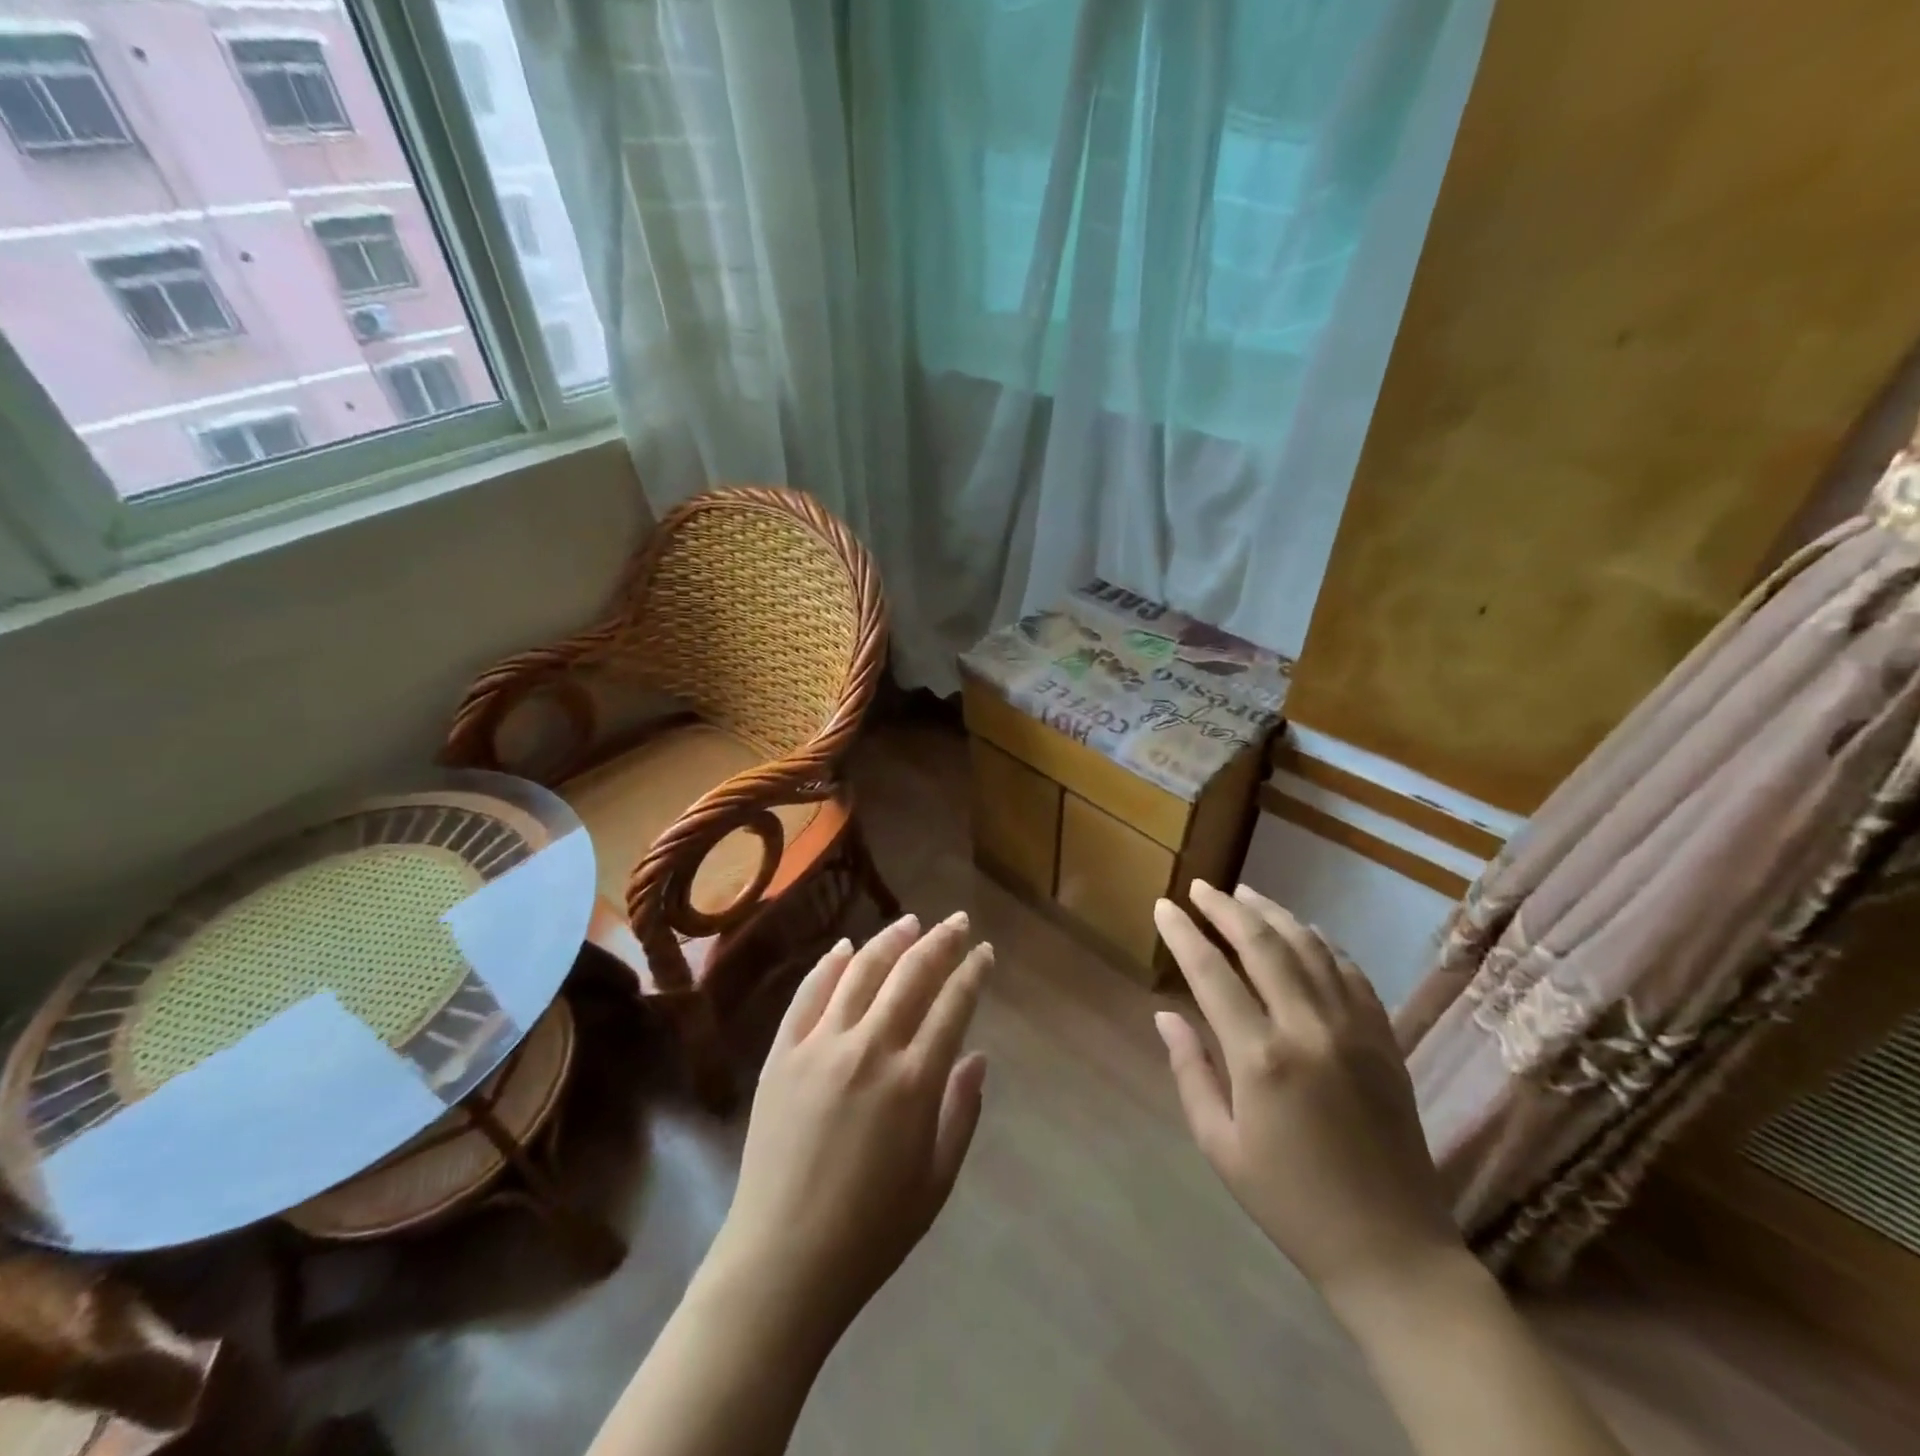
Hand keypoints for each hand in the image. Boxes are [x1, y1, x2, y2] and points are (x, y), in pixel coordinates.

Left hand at [707, 912, 993, 1338]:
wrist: (783, 1260)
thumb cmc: (872, 1230)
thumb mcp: (937, 1180)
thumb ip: (962, 1112)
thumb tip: (978, 1056)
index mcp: (914, 1081)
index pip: (952, 1005)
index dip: (972, 972)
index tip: (984, 951)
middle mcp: (869, 1049)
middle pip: (911, 975)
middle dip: (940, 942)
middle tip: (956, 921)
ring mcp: (820, 1046)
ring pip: (860, 972)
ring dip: (889, 941)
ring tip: (910, 921)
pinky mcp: (781, 1054)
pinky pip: (808, 995)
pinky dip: (829, 965)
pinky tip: (845, 947)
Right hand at [1153, 882, 1461, 1311]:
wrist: (1393, 1250)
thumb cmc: (1290, 1202)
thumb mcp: (1220, 1146)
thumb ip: (1190, 1071)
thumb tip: (1165, 1014)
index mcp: (1261, 1058)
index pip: (1211, 972)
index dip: (1183, 933)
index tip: (1164, 905)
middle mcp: (1309, 1028)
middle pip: (1263, 944)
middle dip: (1226, 908)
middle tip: (1201, 887)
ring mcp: (1355, 1029)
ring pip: (1310, 947)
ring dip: (1273, 914)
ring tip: (1244, 895)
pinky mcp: (1384, 1039)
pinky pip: (1350, 972)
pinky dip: (1322, 942)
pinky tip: (1303, 932)